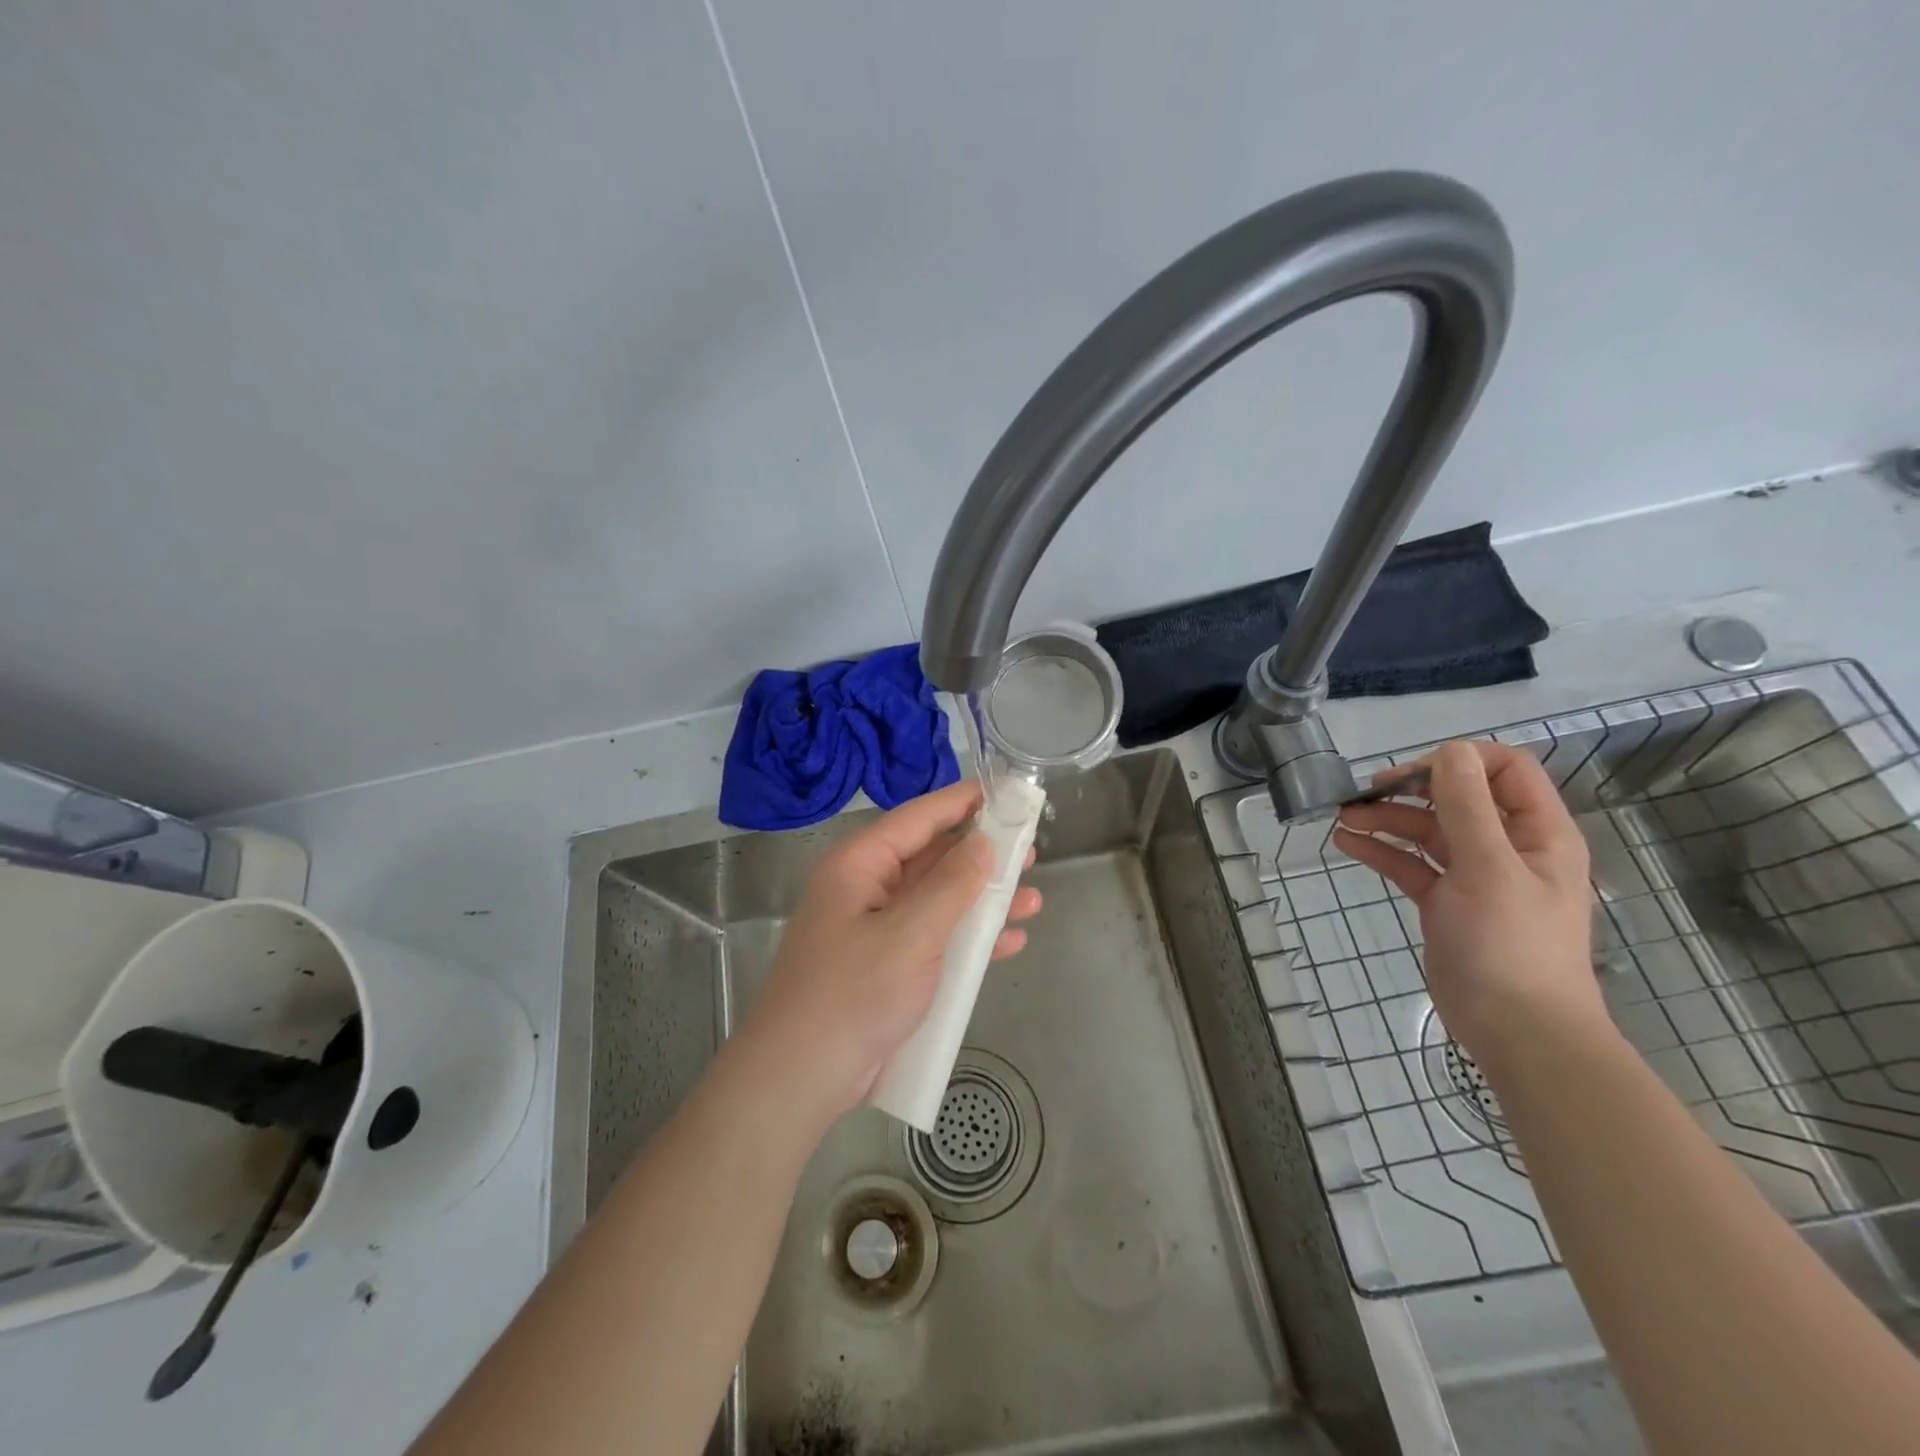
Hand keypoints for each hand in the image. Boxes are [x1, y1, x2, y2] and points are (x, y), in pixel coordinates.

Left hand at [739, 781, 1040, 1121]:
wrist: (800, 1079)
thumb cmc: (852, 995)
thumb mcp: (909, 935)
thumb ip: (951, 886)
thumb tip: (984, 843)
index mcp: (859, 867)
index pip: (917, 818)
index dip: (962, 802)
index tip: (1005, 792)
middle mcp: (867, 890)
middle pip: (931, 858)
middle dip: (982, 857)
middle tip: (1029, 852)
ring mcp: (877, 930)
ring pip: (939, 901)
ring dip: (984, 901)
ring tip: (1031, 899)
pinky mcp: (888, 967)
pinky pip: (936, 939)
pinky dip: (970, 940)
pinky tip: (1009, 942)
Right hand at [1331, 740, 1602, 1065]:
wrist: (1516, 1030)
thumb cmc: (1511, 944)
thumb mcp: (1489, 868)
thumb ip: (1468, 807)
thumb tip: (1451, 749)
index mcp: (1537, 833)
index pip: (1505, 770)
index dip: (1459, 761)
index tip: (1411, 773)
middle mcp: (1507, 847)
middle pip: (1456, 798)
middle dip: (1410, 789)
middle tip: (1364, 793)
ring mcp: (1474, 876)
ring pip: (1427, 830)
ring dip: (1387, 819)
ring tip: (1343, 817)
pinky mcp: (1445, 902)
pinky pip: (1410, 864)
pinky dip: (1381, 851)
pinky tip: (1346, 844)